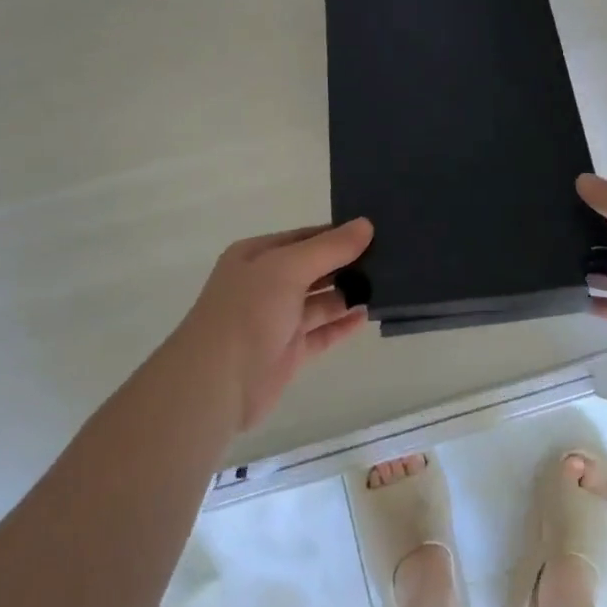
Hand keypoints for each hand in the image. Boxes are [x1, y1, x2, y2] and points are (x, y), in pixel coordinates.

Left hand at [176, 219, 373, 431]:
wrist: (216, 382)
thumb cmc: (248, 311)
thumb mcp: (288, 267)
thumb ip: (329, 248)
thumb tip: (366, 224)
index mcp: (257, 256)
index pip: (304, 237)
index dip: (336, 234)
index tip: (374, 231)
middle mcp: (266, 285)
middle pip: (314, 268)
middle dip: (346, 263)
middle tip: (389, 257)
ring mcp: (277, 320)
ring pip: (319, 301)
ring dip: (348, 294)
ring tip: (386, 284)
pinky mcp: (289, 352)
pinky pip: (322, 333)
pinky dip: (343, 324)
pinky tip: (367, 315)